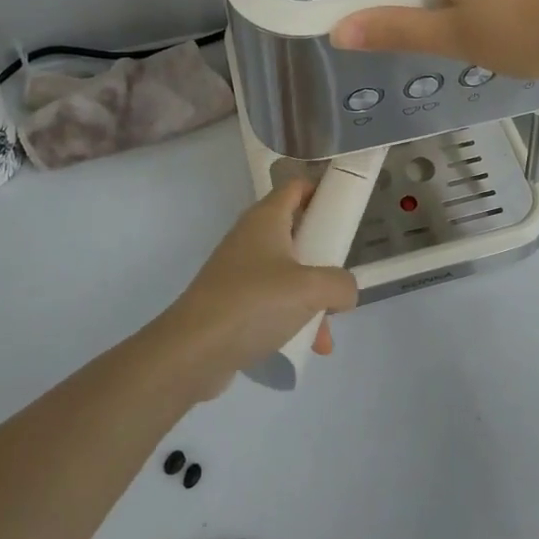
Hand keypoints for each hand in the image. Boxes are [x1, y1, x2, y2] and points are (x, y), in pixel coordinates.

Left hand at [151, 179, 358, 397]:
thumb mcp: (311, 289)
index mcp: (266, 219)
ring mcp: (239, 271)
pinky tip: (308, 346)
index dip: (322, 191)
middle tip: (341, 275)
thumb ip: (340, 284)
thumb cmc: (254, 303)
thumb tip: (346, 291)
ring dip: (311, 297)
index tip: (346, 210)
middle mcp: (251, 238)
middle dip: (324, 256)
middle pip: (296, 232)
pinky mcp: (233, 302)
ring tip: (327, 331)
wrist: (192, 352)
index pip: (296, 187)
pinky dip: (292, 318)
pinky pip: (272, 302)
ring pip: (288, 273)